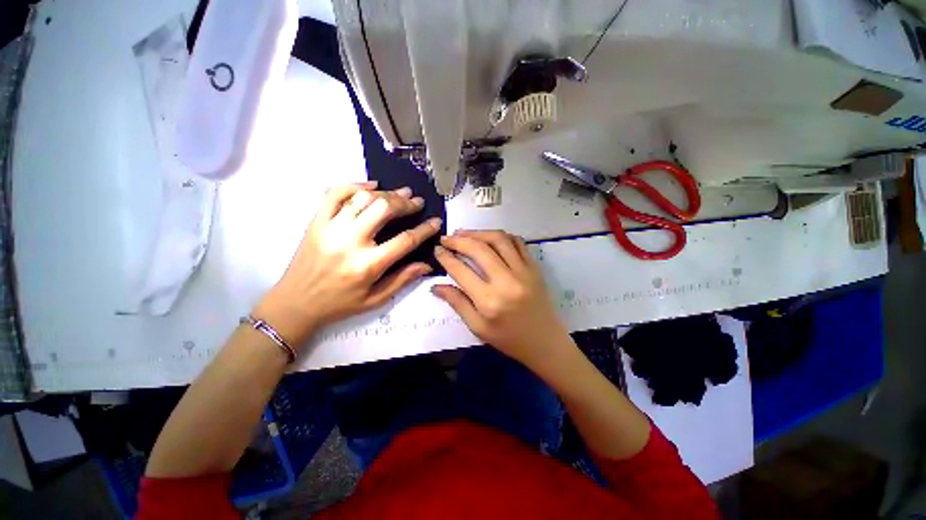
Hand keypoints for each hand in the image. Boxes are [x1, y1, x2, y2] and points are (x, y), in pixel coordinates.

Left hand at [254, 182, 440, 346]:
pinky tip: (371, 186)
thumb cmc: (339, 304)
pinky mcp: (316, 221)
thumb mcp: (375, 299)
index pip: (405, 240)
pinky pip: (334, 194)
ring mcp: (330, 228)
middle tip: (417, 202)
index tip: (435, 222)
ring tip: (400, 193)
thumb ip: (402, 279)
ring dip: (386, 193)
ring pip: (363, 199)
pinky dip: (355, 186)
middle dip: (405, 203)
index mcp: (368, 265)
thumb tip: (426, 264)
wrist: (295, 303)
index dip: (425, 229)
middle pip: (384, 210)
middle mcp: (350, 242)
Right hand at [431, 230, 571, 368]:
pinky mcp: (535, 267)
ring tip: (465, 234)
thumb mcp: (478, 327)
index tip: (437, 250)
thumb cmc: (508, 339)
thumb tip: (436, 286)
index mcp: (489, 301)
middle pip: (480, 249)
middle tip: (447, 238)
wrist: (545, 341)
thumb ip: (457, 303)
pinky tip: (490, 238)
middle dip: (459, 240)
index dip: (446, 258)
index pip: (461, 271)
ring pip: (499, 240)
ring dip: (479, 233)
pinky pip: (518, 242)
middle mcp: (507, 281)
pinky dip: (501, 236)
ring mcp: (524, 271)